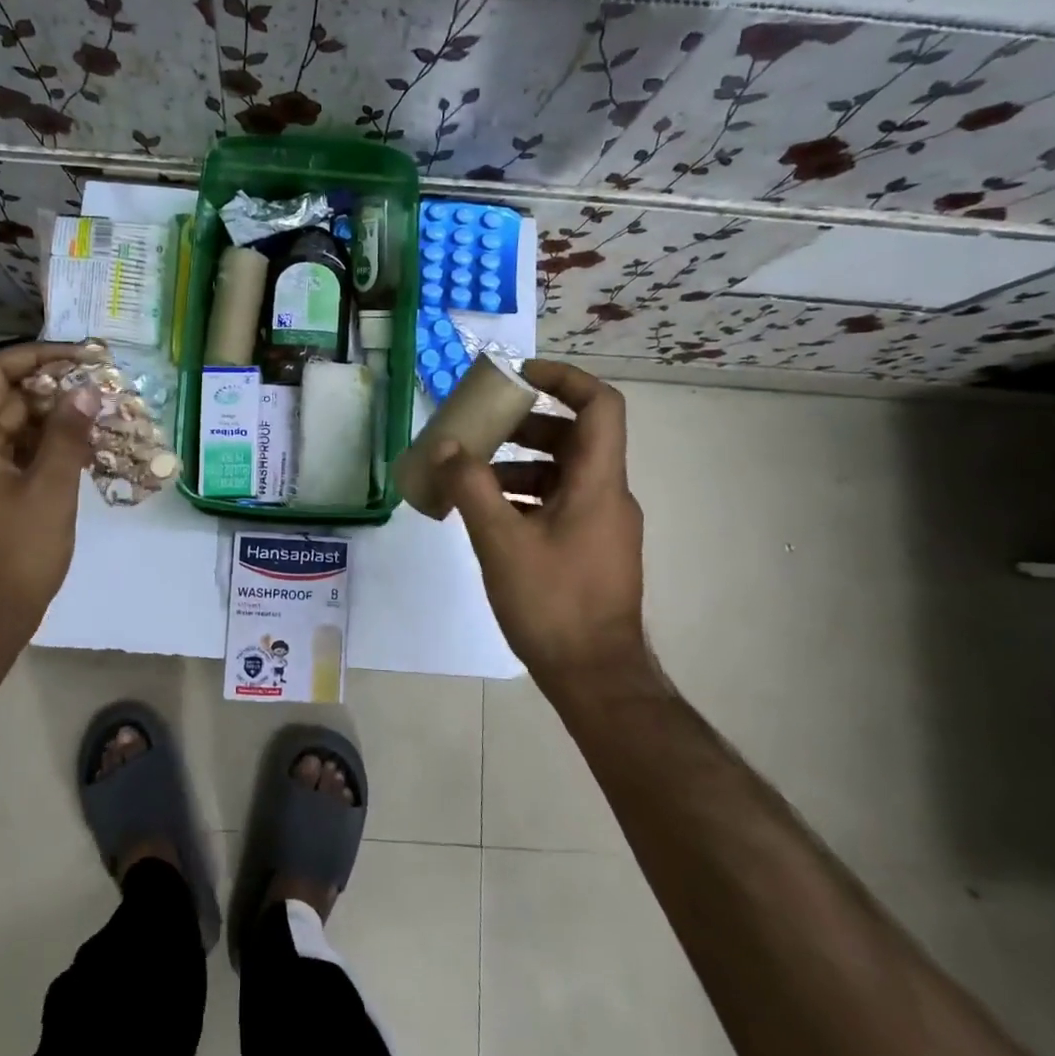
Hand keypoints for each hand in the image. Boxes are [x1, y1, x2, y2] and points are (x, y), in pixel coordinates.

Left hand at [0, 341, 97, 632]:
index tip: (82, 358)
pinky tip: (83, 450)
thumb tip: (86, 393)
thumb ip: (68, 437)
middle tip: (101, 388)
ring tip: (100, 417)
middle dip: (54, 390)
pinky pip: (14, 456)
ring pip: (13, 429)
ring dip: (54, 420)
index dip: (37, 356)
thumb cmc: (14, 557)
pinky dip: (45, 448)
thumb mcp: (49, 493)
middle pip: (4, 400)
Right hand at [435, 361, 661, 695]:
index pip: (600, 406)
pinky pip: (559, 503)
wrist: (595, 678)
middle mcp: (608, 496)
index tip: (519, 377)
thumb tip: (446, 446)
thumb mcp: (501, 541)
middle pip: (574, 436)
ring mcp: (602, 525)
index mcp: (598, 483)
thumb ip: (471, 487)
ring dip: (519, 465)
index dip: (564, 378)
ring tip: (471, 478)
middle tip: (483, 429)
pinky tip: (487, 517)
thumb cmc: (553, 603)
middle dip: (526, 425)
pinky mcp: (591, 549)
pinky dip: (525, 497)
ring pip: (563, 473)